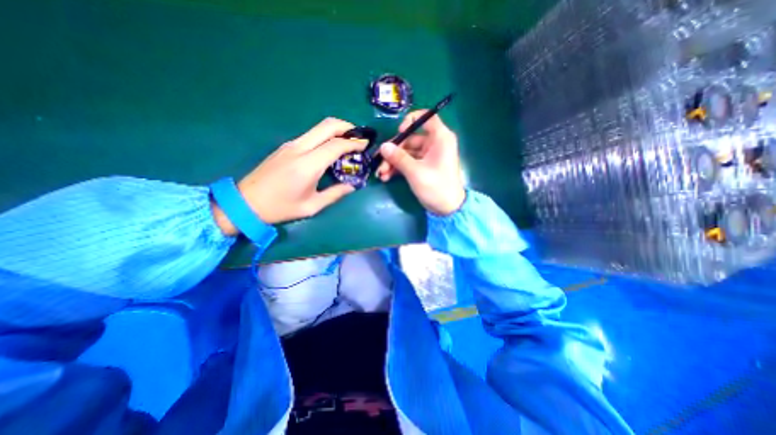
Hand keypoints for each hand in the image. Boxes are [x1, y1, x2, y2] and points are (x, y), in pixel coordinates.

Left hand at [211, 118, 366, 235]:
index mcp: (307, 165)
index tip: (366, 145)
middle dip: (347, 127)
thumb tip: (352, 186)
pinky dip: (326, 136)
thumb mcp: (311, 206)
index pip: (336, 145)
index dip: (354, 143)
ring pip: (318, 128)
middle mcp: (299, 149)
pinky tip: (331, 148)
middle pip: (327, 126)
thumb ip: (335, 194)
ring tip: (349, 142)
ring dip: (336, 130)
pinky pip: (311, 135)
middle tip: (359, 136)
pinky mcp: (286, 147)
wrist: (245, 202)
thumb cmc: (280, 208)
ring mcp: (291, 145)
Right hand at [377, 111, 461, 214]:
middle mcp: (434, 144)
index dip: (411, 120)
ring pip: (406, 152)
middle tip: (380, 161)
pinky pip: (408, 162)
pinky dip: (397, 168)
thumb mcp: (416, 172)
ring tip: (381, 173)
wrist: (447, 209)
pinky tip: (386, 177)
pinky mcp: (422, 167)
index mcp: (440, 138)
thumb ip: (399, 158)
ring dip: (392, 162)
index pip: (427, 117)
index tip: (399, 132)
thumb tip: (383, 146)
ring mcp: (427, 156)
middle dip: (393, 151)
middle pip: (410, 139)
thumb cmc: (436, 187)